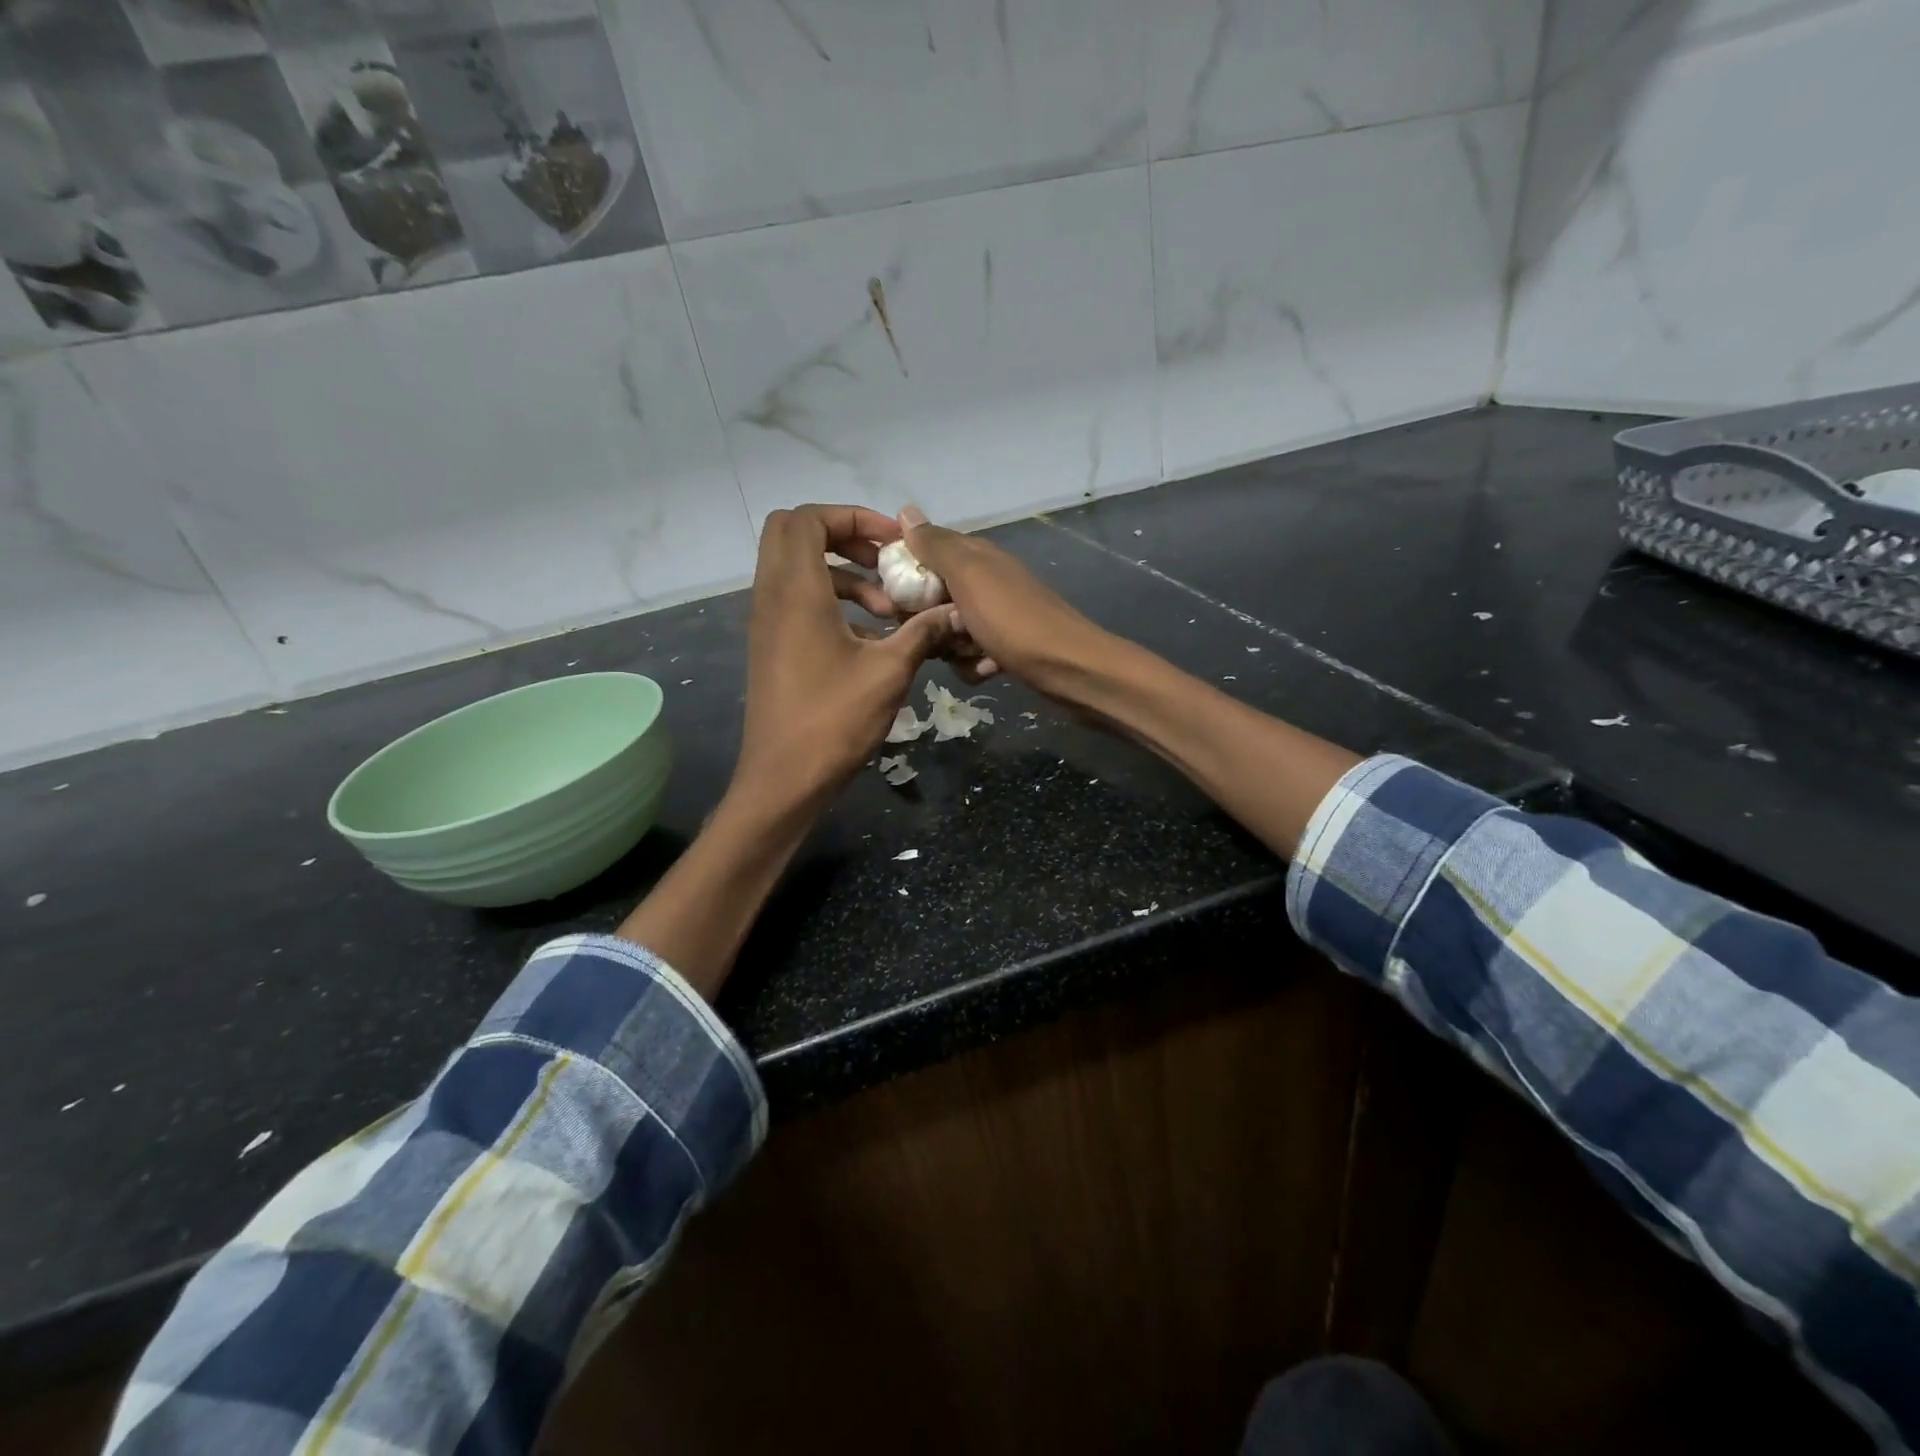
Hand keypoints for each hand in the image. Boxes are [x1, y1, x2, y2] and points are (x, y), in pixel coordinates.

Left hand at [735, 504, 960, 807]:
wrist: (784, 779)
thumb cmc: (834, 721)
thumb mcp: (889, 672)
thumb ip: (922, 632)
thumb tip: (955, 611)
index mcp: (795, 591)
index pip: (807, 519)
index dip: (852, 516)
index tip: (892, 543)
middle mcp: (772, 597)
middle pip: (793, 534)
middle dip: (842, 537)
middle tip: (883, 561)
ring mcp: (767, 623)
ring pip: (796, 569)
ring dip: (842, 575)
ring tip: (886, 609)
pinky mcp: (771, 647)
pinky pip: (796, 601)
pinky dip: (831, 602)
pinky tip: (870, 636)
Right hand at [899, 505, 1115, 699]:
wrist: (1068, 668)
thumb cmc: (1014, 620)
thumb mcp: (969, 576)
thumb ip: (936, 546)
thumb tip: (905, 511)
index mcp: (975, 557)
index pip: (924, 555)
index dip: (905, 577)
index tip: (895, 601)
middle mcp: (985, 581)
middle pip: (932, 599)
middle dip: (927, 620)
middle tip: (937, 632)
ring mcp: (995, 615)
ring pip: (948, 631)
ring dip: (952, 647)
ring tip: (970, 652)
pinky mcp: (1004, 647)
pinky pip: (970, 655)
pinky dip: (974, 665)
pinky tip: (988, 669)